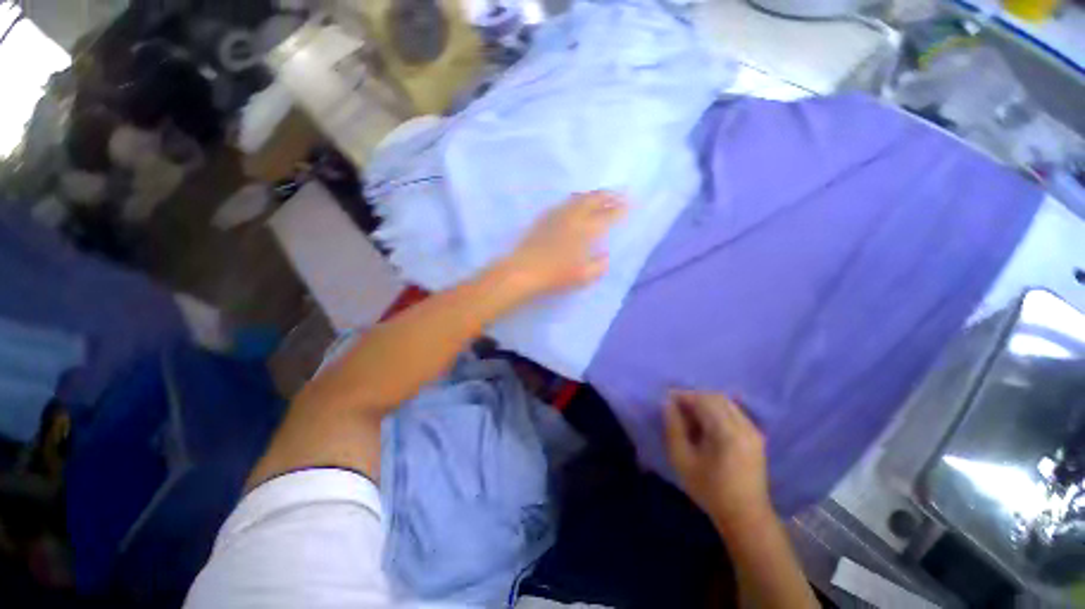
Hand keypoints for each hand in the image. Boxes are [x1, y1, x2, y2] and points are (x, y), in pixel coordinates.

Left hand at [501, 191, 626, 297]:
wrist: (523, 271)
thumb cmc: (555, 275)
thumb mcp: (583, 276)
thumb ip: (599, 266)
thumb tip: (606, 256)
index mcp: (585, 230)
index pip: (607, 216)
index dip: (620, 209)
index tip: (630, 203)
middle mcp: (572, 217)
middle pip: (593, 200)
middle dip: (608, 195)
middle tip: (618, 192)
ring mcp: (556, 215)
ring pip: (577, 198)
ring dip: (591, 195)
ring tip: (599, 195)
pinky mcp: (544, 218)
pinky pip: (563, 203)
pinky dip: (574, 200)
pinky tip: (573, 204)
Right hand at [664, 391, 773, 532]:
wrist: (745, 516)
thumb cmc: (710, 490)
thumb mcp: (682, 460)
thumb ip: (673, 428)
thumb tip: (667, 403)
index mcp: (727, 432)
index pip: (703, 400)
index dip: (683, 395)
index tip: (667, 399)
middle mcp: (744, 426)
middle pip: (716, 397)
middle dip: (694, 397)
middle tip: (677, 407)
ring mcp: (753, 430)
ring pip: (726, 402)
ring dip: (705, 402)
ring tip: (689, 415)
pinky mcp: (756, 436)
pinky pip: (733, 411)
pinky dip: (716, 410)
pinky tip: (706, 423)